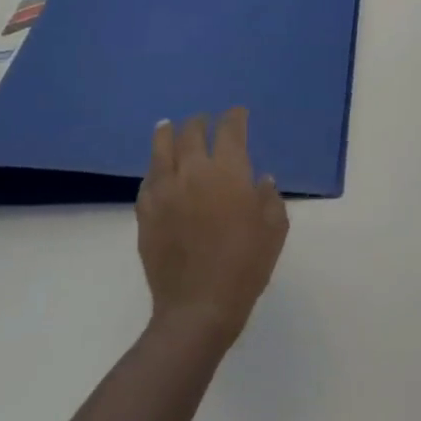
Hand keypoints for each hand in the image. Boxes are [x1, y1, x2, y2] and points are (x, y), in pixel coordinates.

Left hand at [137, 110, 287, 340]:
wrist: (198, 306)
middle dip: (200, 122)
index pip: (230, 130)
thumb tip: (260, 181)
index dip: (235, 117)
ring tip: (168, 126)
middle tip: (205, 121)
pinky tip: (158, 171)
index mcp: (228, 171)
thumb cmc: (246, 264)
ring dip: (167, 134)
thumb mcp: (275, 227)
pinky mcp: (146, 214)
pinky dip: (155, 169)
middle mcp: (193, 172)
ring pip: (161, 150)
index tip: (238, 114)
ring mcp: (164, 192)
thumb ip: (269, 197)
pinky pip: (148, 181)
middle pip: (191, 133)